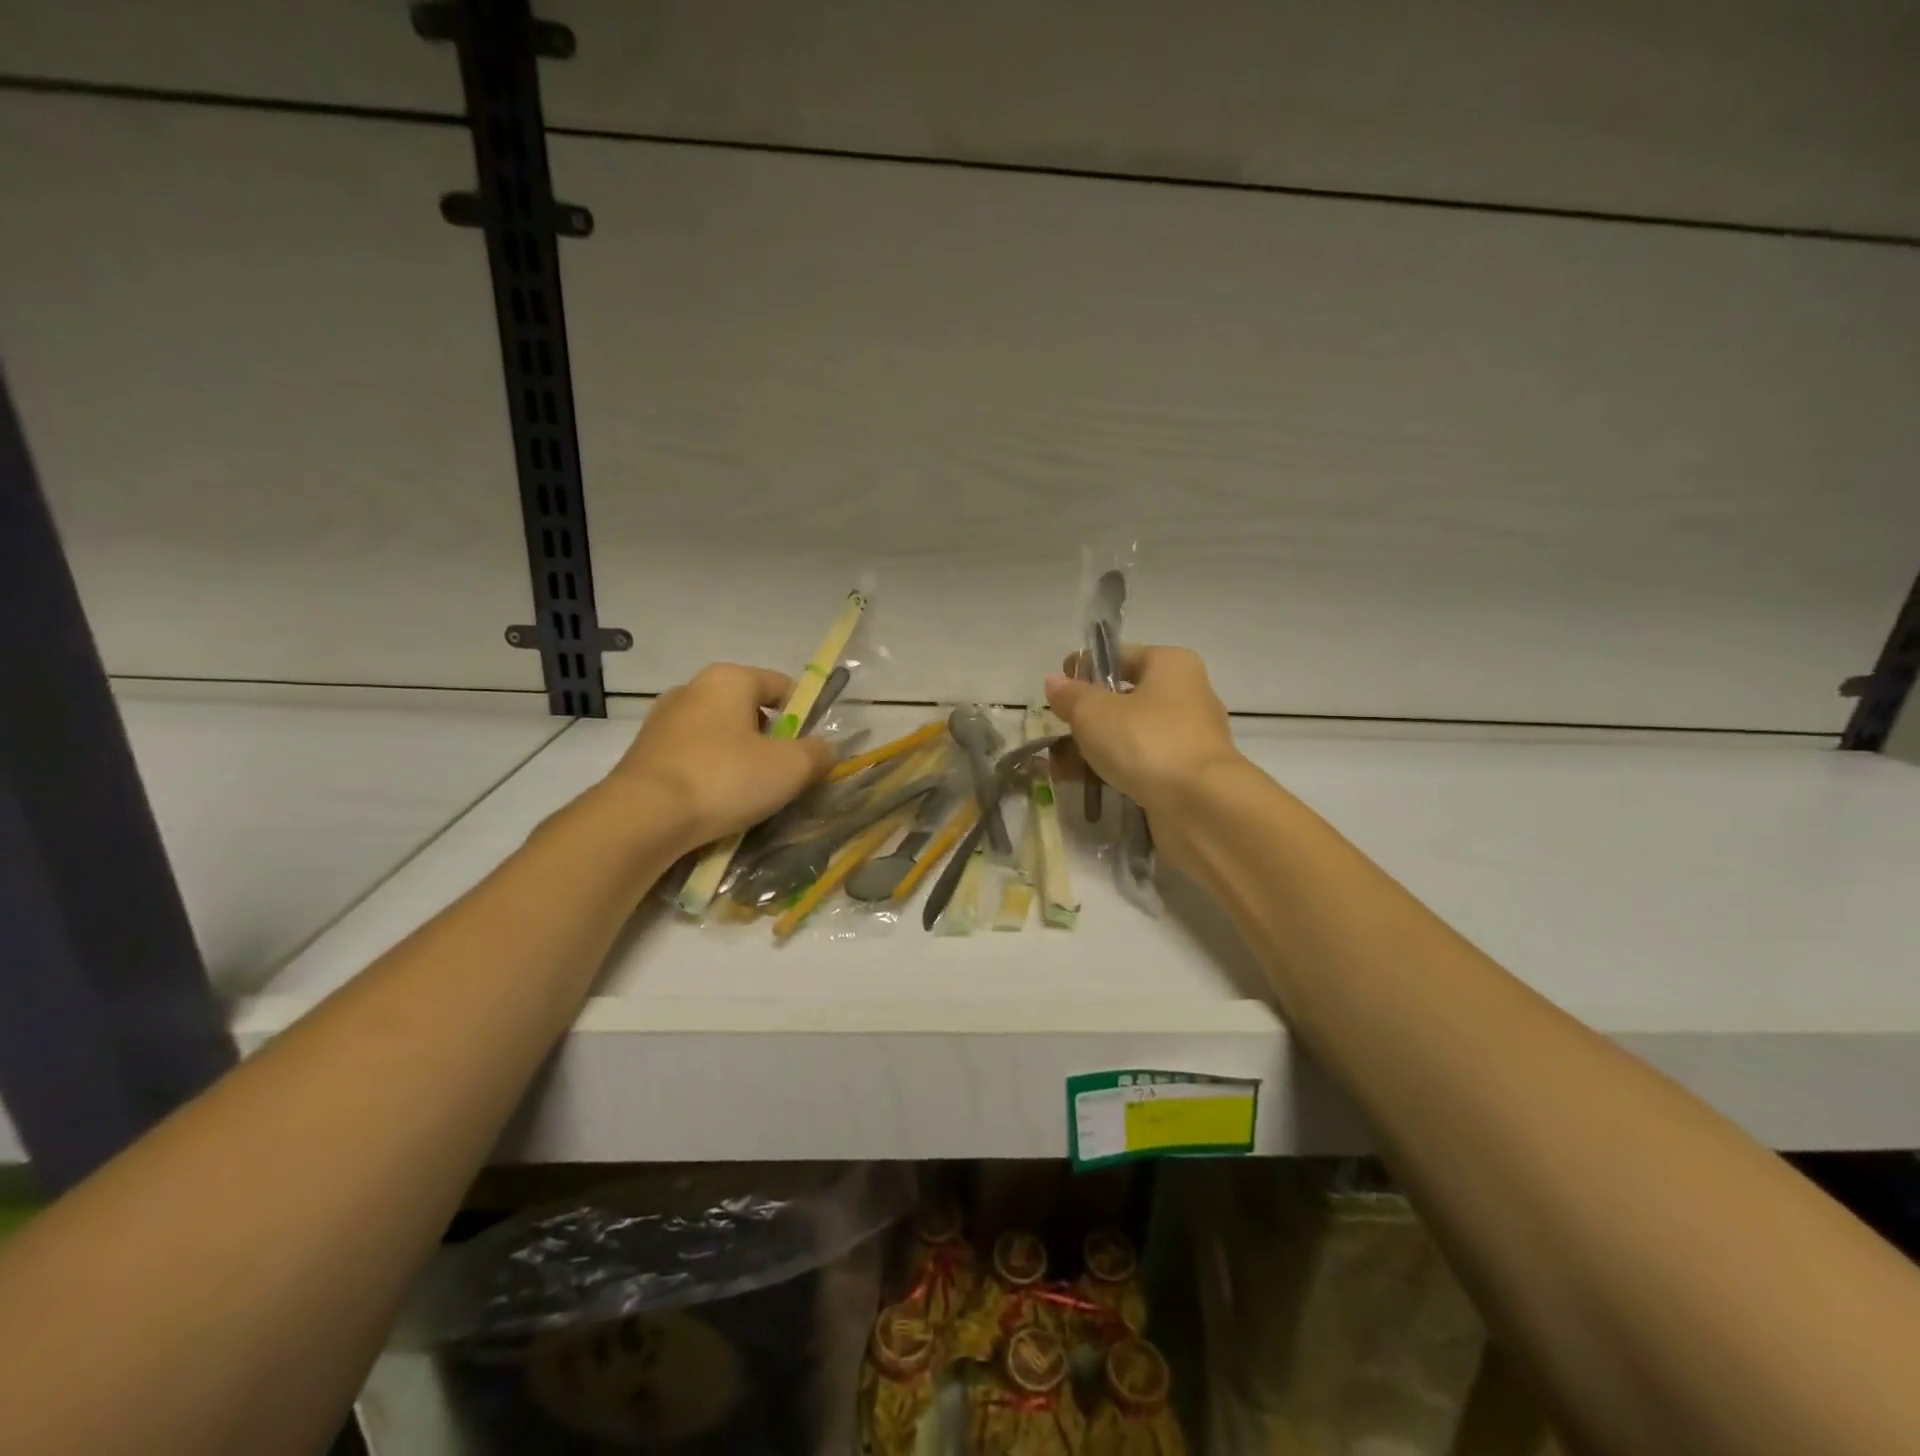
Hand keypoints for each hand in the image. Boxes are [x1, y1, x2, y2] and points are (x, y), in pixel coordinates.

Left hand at [601, 664, 833, 848]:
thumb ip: (818, 753)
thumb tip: (823, 751)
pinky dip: (710, 776)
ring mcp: (663, 722)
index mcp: (729, 679)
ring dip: (739, 761)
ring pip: (720, 737)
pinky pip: (693, 759)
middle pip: (749, 711)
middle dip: (771, 742)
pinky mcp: (644, 754)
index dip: (804, 716)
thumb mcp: (791, 768)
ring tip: (749, 797)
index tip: (809, 751)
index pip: (781, 685)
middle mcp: (692, 689)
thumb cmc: (724, 779)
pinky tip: (715, 805)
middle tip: (782, 777)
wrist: (641, 819)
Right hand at [1045, 645, 1242, 822]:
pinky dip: (1115, 771)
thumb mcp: (1093, 712)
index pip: (1122, 656)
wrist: (1200, 805)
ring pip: (1132, 735)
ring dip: (1096, 748)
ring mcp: (1189, 738)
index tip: (1059, 686)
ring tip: (1059, 765)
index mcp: (1171, 665)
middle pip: (1127, 698)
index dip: (1087, 668)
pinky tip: (1085, 784)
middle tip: (1058, 729)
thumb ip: (1071, 696)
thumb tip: (1055, 682)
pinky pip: (1141, 765)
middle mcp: (1187, 695)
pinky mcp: (1186, 775)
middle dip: (1088, 715)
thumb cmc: (1145, 741)